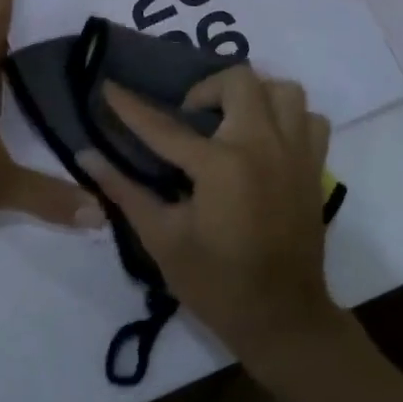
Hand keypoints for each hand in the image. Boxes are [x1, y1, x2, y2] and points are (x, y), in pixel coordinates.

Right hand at [82, 68, 343, 364]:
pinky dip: (289, 118)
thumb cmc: (216, 283)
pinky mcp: (316, 167)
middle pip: (238, 81)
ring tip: (232, 119)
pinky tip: (267, 138)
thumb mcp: (162, 239)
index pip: (164, 126)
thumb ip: (124, 191)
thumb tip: (86, 155)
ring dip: (254, 95)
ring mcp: (296, 154)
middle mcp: (262, 146)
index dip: (130, 105)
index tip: (110, 86)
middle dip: (206, 89)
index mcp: (221, 166)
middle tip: (190, 117)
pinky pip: (311, 119)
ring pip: (283, 90)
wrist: (283, 320)